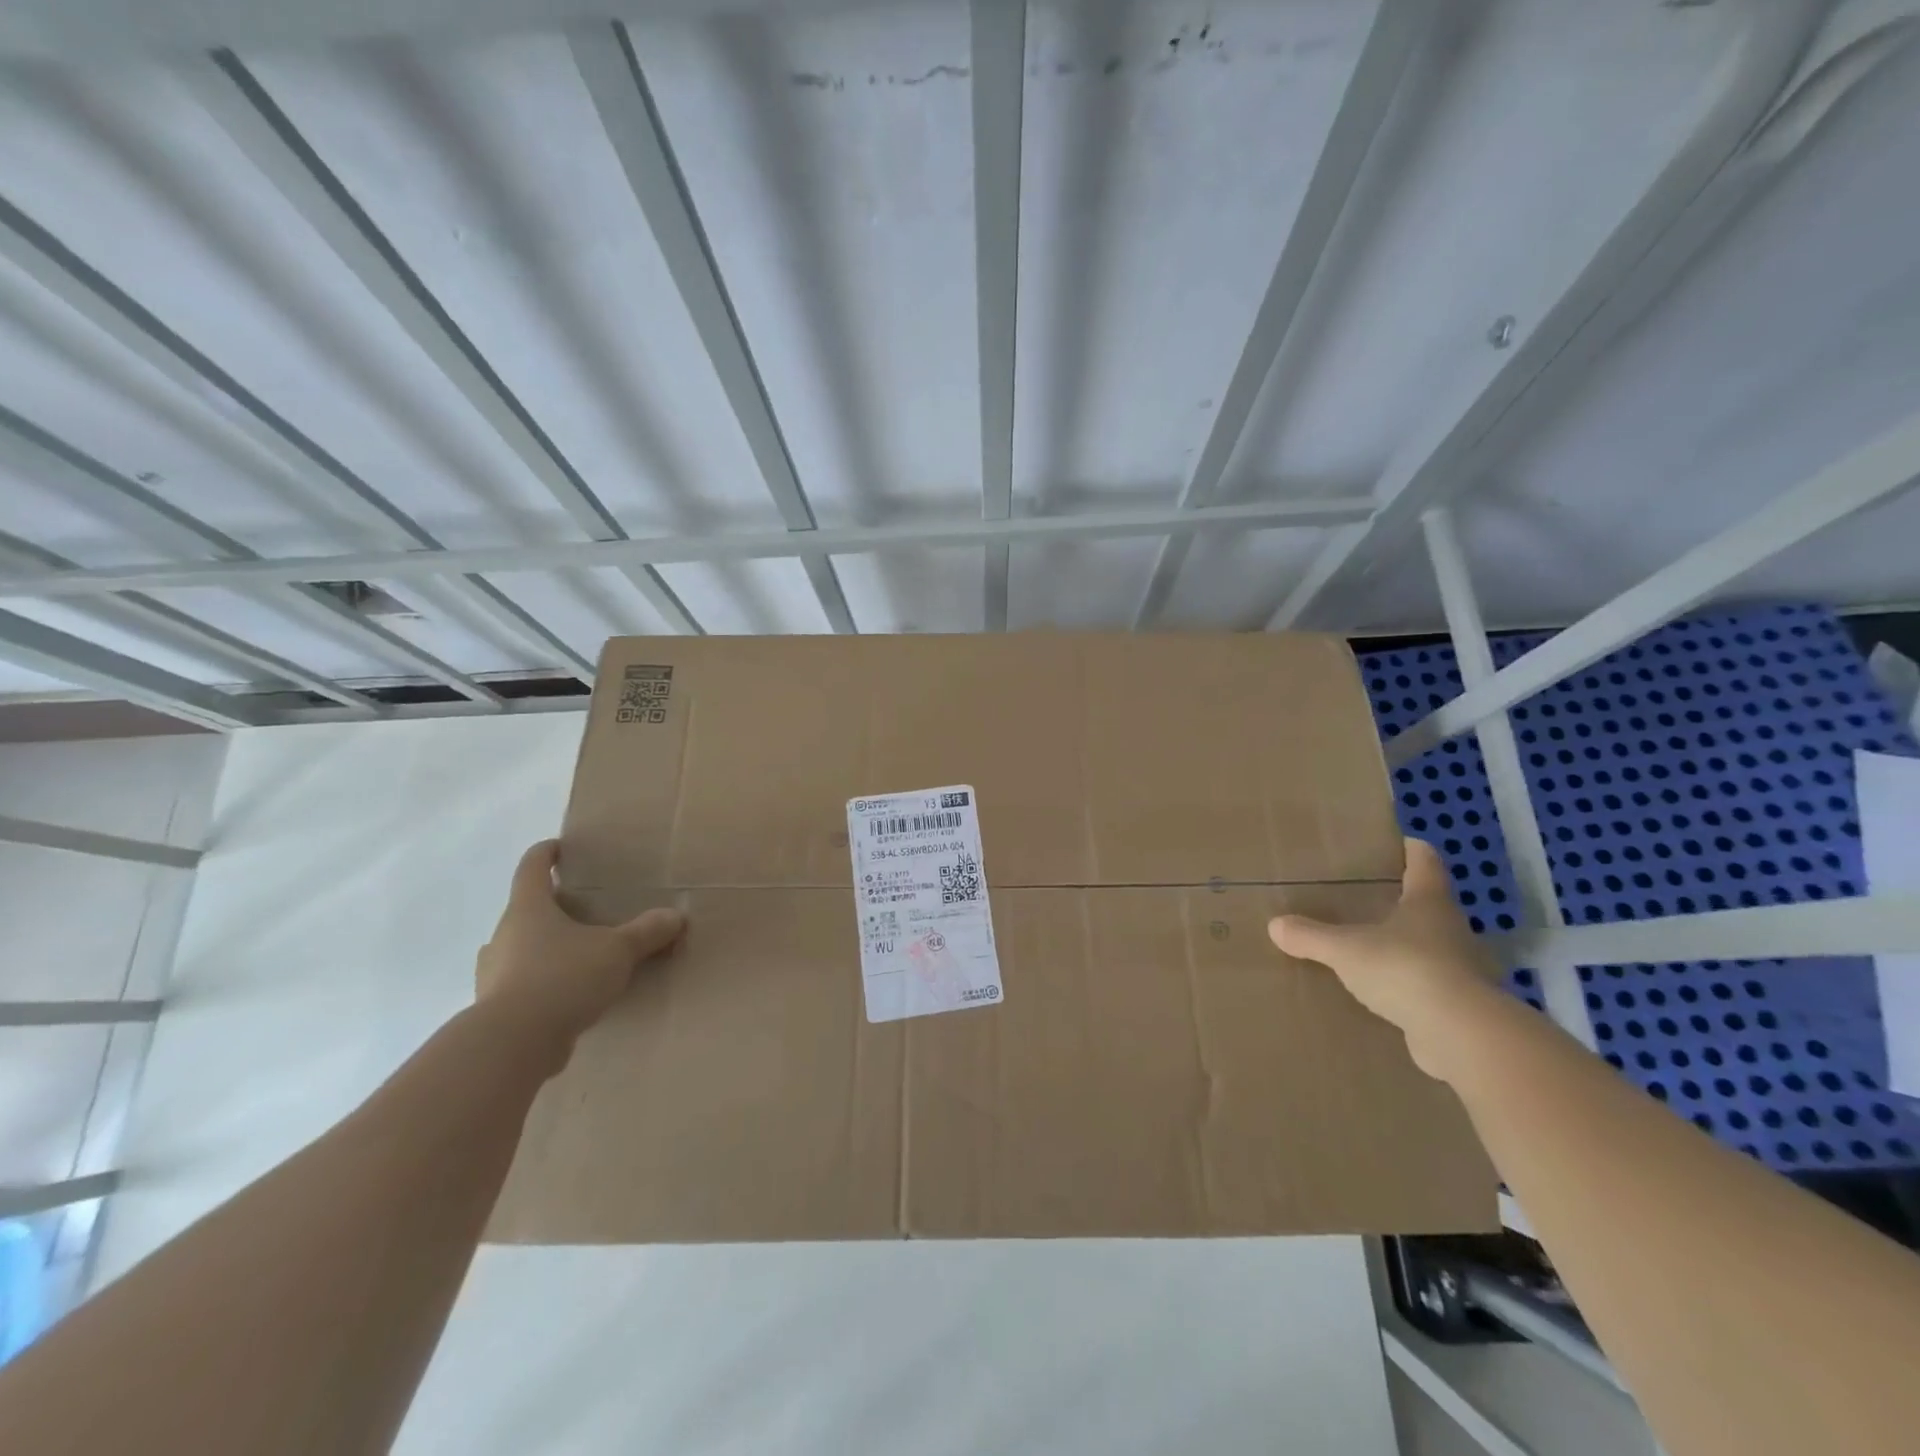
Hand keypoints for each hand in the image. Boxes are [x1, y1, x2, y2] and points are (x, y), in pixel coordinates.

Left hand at [475, 839, 685, 1047]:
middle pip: (527, 910)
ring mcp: (494, 973)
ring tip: (579, 956)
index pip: (532, 867)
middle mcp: (504, 935)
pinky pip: (522, 985)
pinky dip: (543, 984)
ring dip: (545, 948)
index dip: (546, 854)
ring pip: (521, 949)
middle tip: (586, 911)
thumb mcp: (617, 950)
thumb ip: (647, 932)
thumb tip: (676, 916)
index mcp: (529, 908)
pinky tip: (570, 996)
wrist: (513, 1044)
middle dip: (554, 908)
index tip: (561, 848)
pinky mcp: (495, 1009)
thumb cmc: (563, 977)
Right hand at [1267, 837, 1502, 1077]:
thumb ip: (1311, 936)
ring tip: (1373, 946)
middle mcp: (1451, 929)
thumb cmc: (1404, 969)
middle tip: (1371, 897)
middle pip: (1430, 904)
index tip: (1401, 841)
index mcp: (1428, 902)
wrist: (1461, 1035)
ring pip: (1432, 946)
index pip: (1425, 863)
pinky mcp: (1461, 1005)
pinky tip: (1385, 992)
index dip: (1413, 850)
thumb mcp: (1345, 950)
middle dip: (1405, 899)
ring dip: (1408, 945)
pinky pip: (1430, 985)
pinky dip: (1410, 984)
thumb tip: (1275, 925)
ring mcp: (1461, 969)